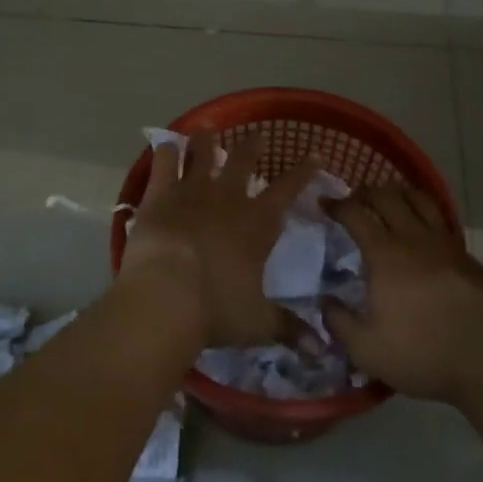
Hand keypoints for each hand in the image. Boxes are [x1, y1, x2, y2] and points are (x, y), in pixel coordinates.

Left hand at [119, 133, 319, 349]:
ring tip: (209, 129)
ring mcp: (191, 193)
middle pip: (244, 164)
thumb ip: (289, 330)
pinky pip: (164, 164)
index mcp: (257, 225)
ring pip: (203, 156)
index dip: (303, 172)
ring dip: (208, 142)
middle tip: (257, 136)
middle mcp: (227, 200)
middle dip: (253, 148)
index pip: (288, 191)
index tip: (315, 155)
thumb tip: (323, 352)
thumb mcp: (258, 323)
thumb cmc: (216, 310)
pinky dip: (167, 151)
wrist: (166, 297)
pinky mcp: (158, 196)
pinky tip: (167, 143)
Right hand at [323, 185, 482, 404]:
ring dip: (401, 194)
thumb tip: (325, 302)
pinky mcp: (470, 259)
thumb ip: (339, 323)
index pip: (355, 214)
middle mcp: (414, 239)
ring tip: (392, 199)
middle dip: (367, 191)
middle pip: (388, 197)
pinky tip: (426, 235)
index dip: (337, 205)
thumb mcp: (366, 349)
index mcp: (384, 254)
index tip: (324, 203)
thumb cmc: (422, 352)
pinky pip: (443, 225)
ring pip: (421, 201)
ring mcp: (447, 245)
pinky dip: (428, 218)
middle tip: (356, 197)